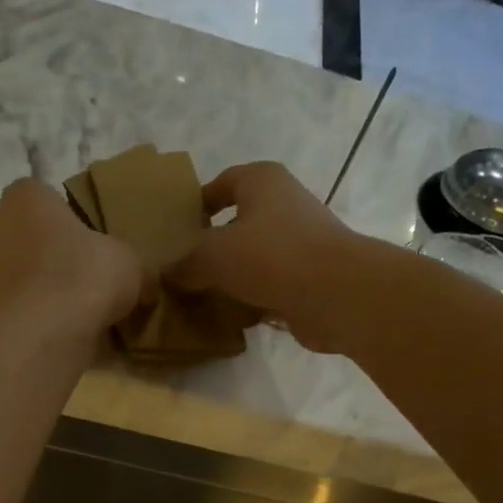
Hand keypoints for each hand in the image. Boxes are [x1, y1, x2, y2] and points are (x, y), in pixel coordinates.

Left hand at [0, 179, 144, 334]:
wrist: (46, 330)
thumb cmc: (86, 274)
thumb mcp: (129, 262)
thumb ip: (131, 265)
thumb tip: (146, 286)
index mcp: (26, 195)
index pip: (44, 197)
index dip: (67, 220)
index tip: (89, 244)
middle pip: (24, 234)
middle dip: (46, 253)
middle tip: (80, 277)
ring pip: (16, 272)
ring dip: (36, 286)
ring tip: (70, 311)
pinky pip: (15, 307)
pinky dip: (32, 315)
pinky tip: (57, 331)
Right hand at [168, 162, 370, 351]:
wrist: (335, 294)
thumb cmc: (270, 256)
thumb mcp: (213, 255)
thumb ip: (185, 263)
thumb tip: (167, 273)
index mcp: (262, 182)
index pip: (223, 183)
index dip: (199, 203)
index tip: (177, 229)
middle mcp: (284, 205)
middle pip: (239, 223)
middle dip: (212, 247)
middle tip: (183, 270)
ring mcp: (300, 244)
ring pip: (254, 259)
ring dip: (231, 278)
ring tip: (200, 299)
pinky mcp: (309, 279)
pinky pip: (270, 287)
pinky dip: (251, 301)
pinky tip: (230, 320)